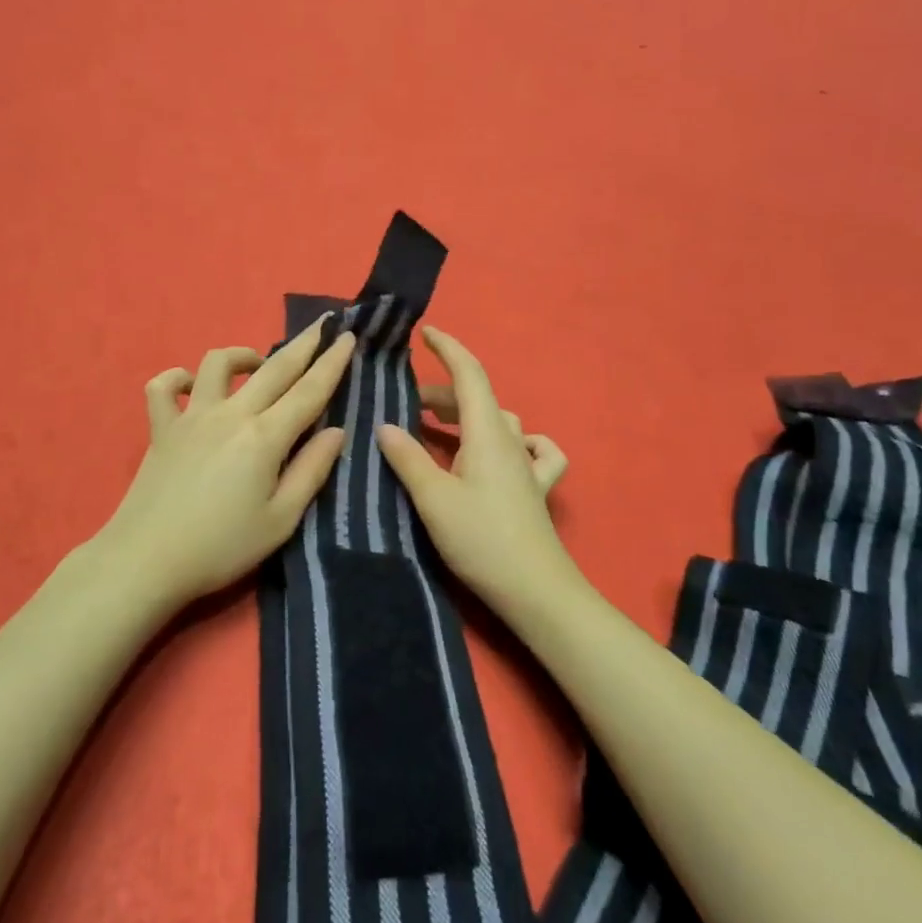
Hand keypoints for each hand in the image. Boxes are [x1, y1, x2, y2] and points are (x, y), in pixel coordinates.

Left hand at [93, 317, 356, 609]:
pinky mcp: (161, 428)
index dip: (332, 362)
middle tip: (322, 325)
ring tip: (257, 364)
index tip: (346, 336)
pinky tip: (192, 386)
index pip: (309, 390)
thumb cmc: (221, 547)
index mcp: (265, 437)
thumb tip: (336, 431)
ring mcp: (192, 416)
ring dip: (243, 355)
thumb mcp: (281, 520)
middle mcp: (231, 415)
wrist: (146, 561)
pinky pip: (164, 388)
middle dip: (303, 344)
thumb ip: (311, 471)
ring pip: (217, 363)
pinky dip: (178, 378)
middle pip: (273, 368)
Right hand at [377, 326, 580, 618]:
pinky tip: (506, 452)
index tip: (425, 332)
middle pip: (478, 400)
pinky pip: (534, 451)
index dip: (448, 349)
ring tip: (437, 428)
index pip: (469, 374)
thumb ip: (408, 459)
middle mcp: (510, 441)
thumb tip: (385, 426)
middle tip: (406, 405)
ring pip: (499, 422)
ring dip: (468, 416)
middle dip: (442, 394)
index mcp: (486, 433)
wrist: (535, 590)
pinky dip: (518, 441)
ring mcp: (528, 465)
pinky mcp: (536, 489)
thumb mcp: (433, 500)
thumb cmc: (481, 540)